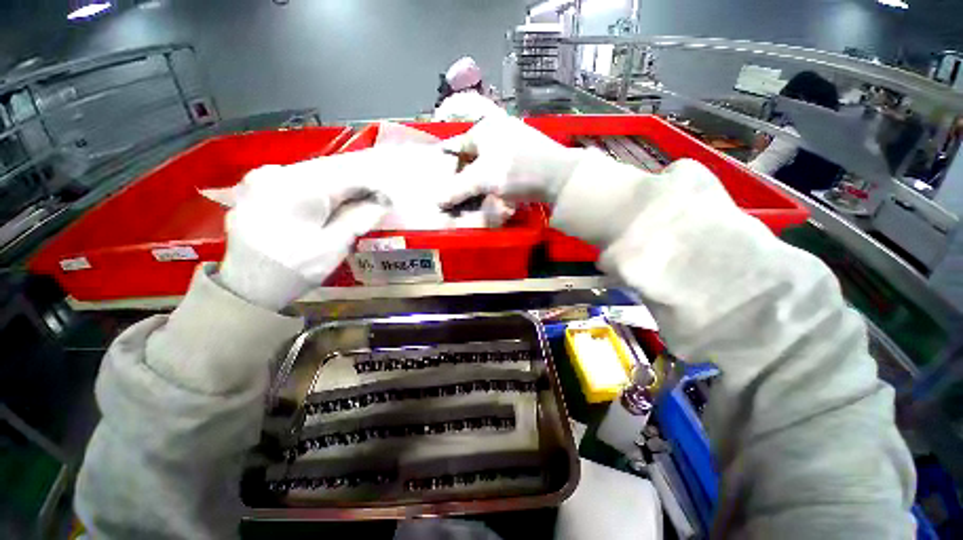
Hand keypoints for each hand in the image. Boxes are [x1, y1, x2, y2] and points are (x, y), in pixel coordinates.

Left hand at [216, 150, 418, 309]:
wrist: (246, 286)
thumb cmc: (295, 268)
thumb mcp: (334, 246)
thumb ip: (360, 218)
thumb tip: (383, 201)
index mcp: (301, 188)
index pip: (349, 178)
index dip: (372, 188)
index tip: (386, 202)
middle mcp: (278, 173)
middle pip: (328, 171)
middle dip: (353, 185)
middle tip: (372, 201)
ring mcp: (261, 178)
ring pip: (310, 173)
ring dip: (334, 186)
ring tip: (351, 202)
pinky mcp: (254, 187)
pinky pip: (293, 180)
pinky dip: (313, 189)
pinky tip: (321, 204)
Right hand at [443, 115, 583, 204]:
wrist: (559, 177)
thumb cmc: (515, 171)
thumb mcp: (482, 179)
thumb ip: (457, 189)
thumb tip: (437, 201)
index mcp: (484, 129)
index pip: (456, 147)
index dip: (449, 167)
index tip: (446, 186)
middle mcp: (498, 129)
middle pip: (473, 155)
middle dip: (467, 175)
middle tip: (464, 194)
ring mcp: (514, 140)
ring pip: (489, 162)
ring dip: (483, 180)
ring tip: (481, 196)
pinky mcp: (526, 154)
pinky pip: (503, 166)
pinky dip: (498, 179)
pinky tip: (499, 192)